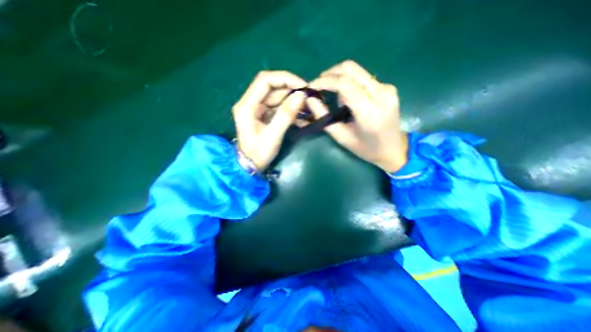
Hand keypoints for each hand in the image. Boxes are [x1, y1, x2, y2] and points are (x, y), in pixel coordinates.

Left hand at [230, 71, 306, 170]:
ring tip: (308, 107)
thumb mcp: (273, 136)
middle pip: (272, 88)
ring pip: (277, 97)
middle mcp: (251, 103)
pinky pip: (279, 107)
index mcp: (247, 105)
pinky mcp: (264, 115)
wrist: (250, 166)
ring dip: (293, 100)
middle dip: (291, 90)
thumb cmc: (258, 154)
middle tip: (309, 98)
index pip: (265, 80)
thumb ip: (286, 115)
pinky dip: (291, 109)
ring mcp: (258, 109)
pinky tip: (302, 116)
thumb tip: (301, 95)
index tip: (302, 86)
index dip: (285, 79)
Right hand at [307, 59, 408, 173]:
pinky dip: (349, 83)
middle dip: (330, 73)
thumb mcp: (341, 137)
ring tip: (333, 96)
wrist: (394, 149)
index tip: (311, 86)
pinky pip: (363, 78)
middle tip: (318, 86)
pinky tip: (347, 98)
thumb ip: (324, 118)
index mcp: (369, 112)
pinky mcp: (388, 87)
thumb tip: (310, 99)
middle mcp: (381, 94)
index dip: (325, 81)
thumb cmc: (366, 149)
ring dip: (339, 78)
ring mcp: (387, 88)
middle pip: (351, 69)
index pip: (345, 84)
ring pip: (356, 71)